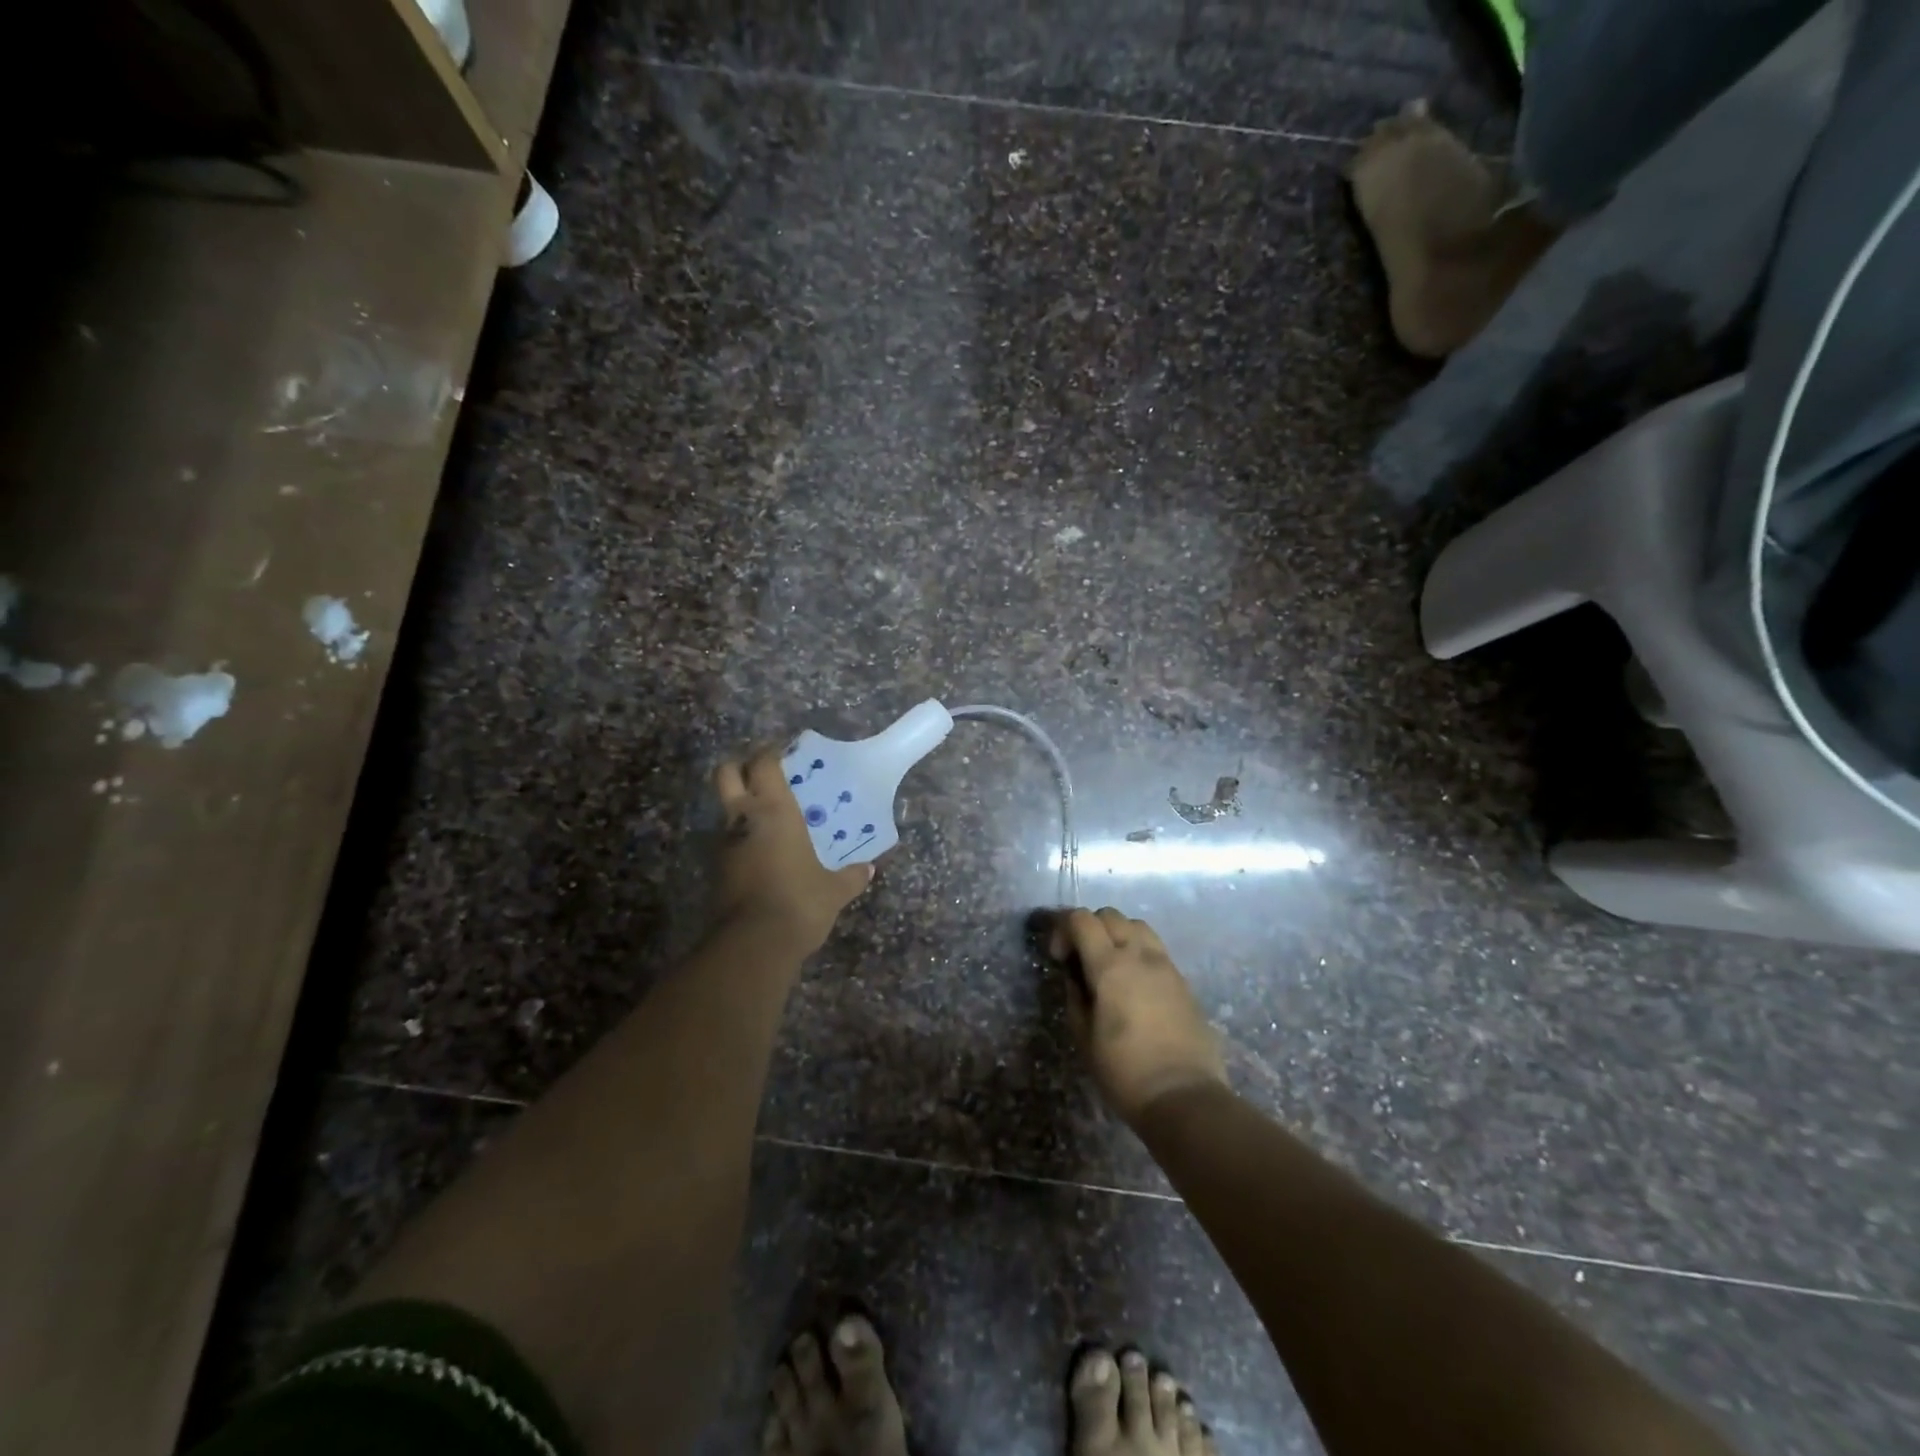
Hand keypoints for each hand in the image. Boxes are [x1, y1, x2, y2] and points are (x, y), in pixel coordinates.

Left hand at [712, 748, 872, 952]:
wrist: (752, 945)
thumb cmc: (799, 902)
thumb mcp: (834, 891)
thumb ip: (851, 877)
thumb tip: (869, 870)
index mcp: (774, 811)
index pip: (763, 764)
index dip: (770, 752)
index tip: (784, 751)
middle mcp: (743, 819)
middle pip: (726, 773)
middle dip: (739, 766)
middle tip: (763, 773)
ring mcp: (724, 845)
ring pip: (725, 809)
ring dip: (741, 807)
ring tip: (770, 818)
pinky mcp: (716, 871)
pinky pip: (728, 842)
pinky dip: (742, 839)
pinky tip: (764, 853)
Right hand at [1047, 907, 1228, 1123]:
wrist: (1184, 1097)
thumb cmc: (1125, 1072)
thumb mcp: (1084, 1038)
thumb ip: (1076, 997)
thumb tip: (1075, 978)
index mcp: (1110, 965)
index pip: (1082, 919)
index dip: (1063, 929)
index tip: (1059, 957)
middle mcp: (1140, 955)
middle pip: (1110, 915)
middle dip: (1089, 927)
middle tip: (1081, 958)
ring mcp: (1166, 965)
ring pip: (1137, 926)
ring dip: (1117, 934)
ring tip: (1110, 964)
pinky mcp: (1183, 981)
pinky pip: (1156, 948)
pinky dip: (1138, 951)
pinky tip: (1134, 982)